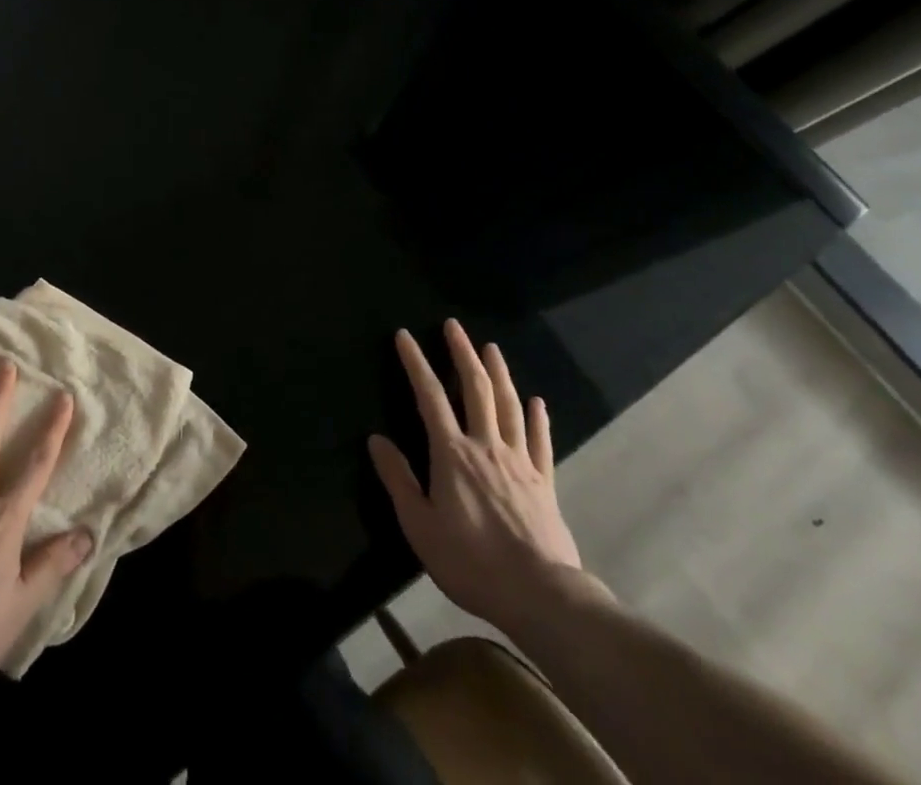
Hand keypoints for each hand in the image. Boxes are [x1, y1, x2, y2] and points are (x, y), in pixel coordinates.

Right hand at [368, 322, 606, 629]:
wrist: (541, 595)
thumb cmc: (471, 561)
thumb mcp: (420, 526)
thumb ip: (398, 479)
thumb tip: (376, 439)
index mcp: (452, 454)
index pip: (429, 396)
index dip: (416, 363)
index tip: (405, 335)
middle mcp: (486, 446)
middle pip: (475, 389)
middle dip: (462, 353)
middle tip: (454, 326)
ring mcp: (520, 462)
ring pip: (509, 406)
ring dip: (498, 373)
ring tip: (491, 348)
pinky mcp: (545, 482)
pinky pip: (541, 441)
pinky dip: (538, 418)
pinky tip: (537, 401)